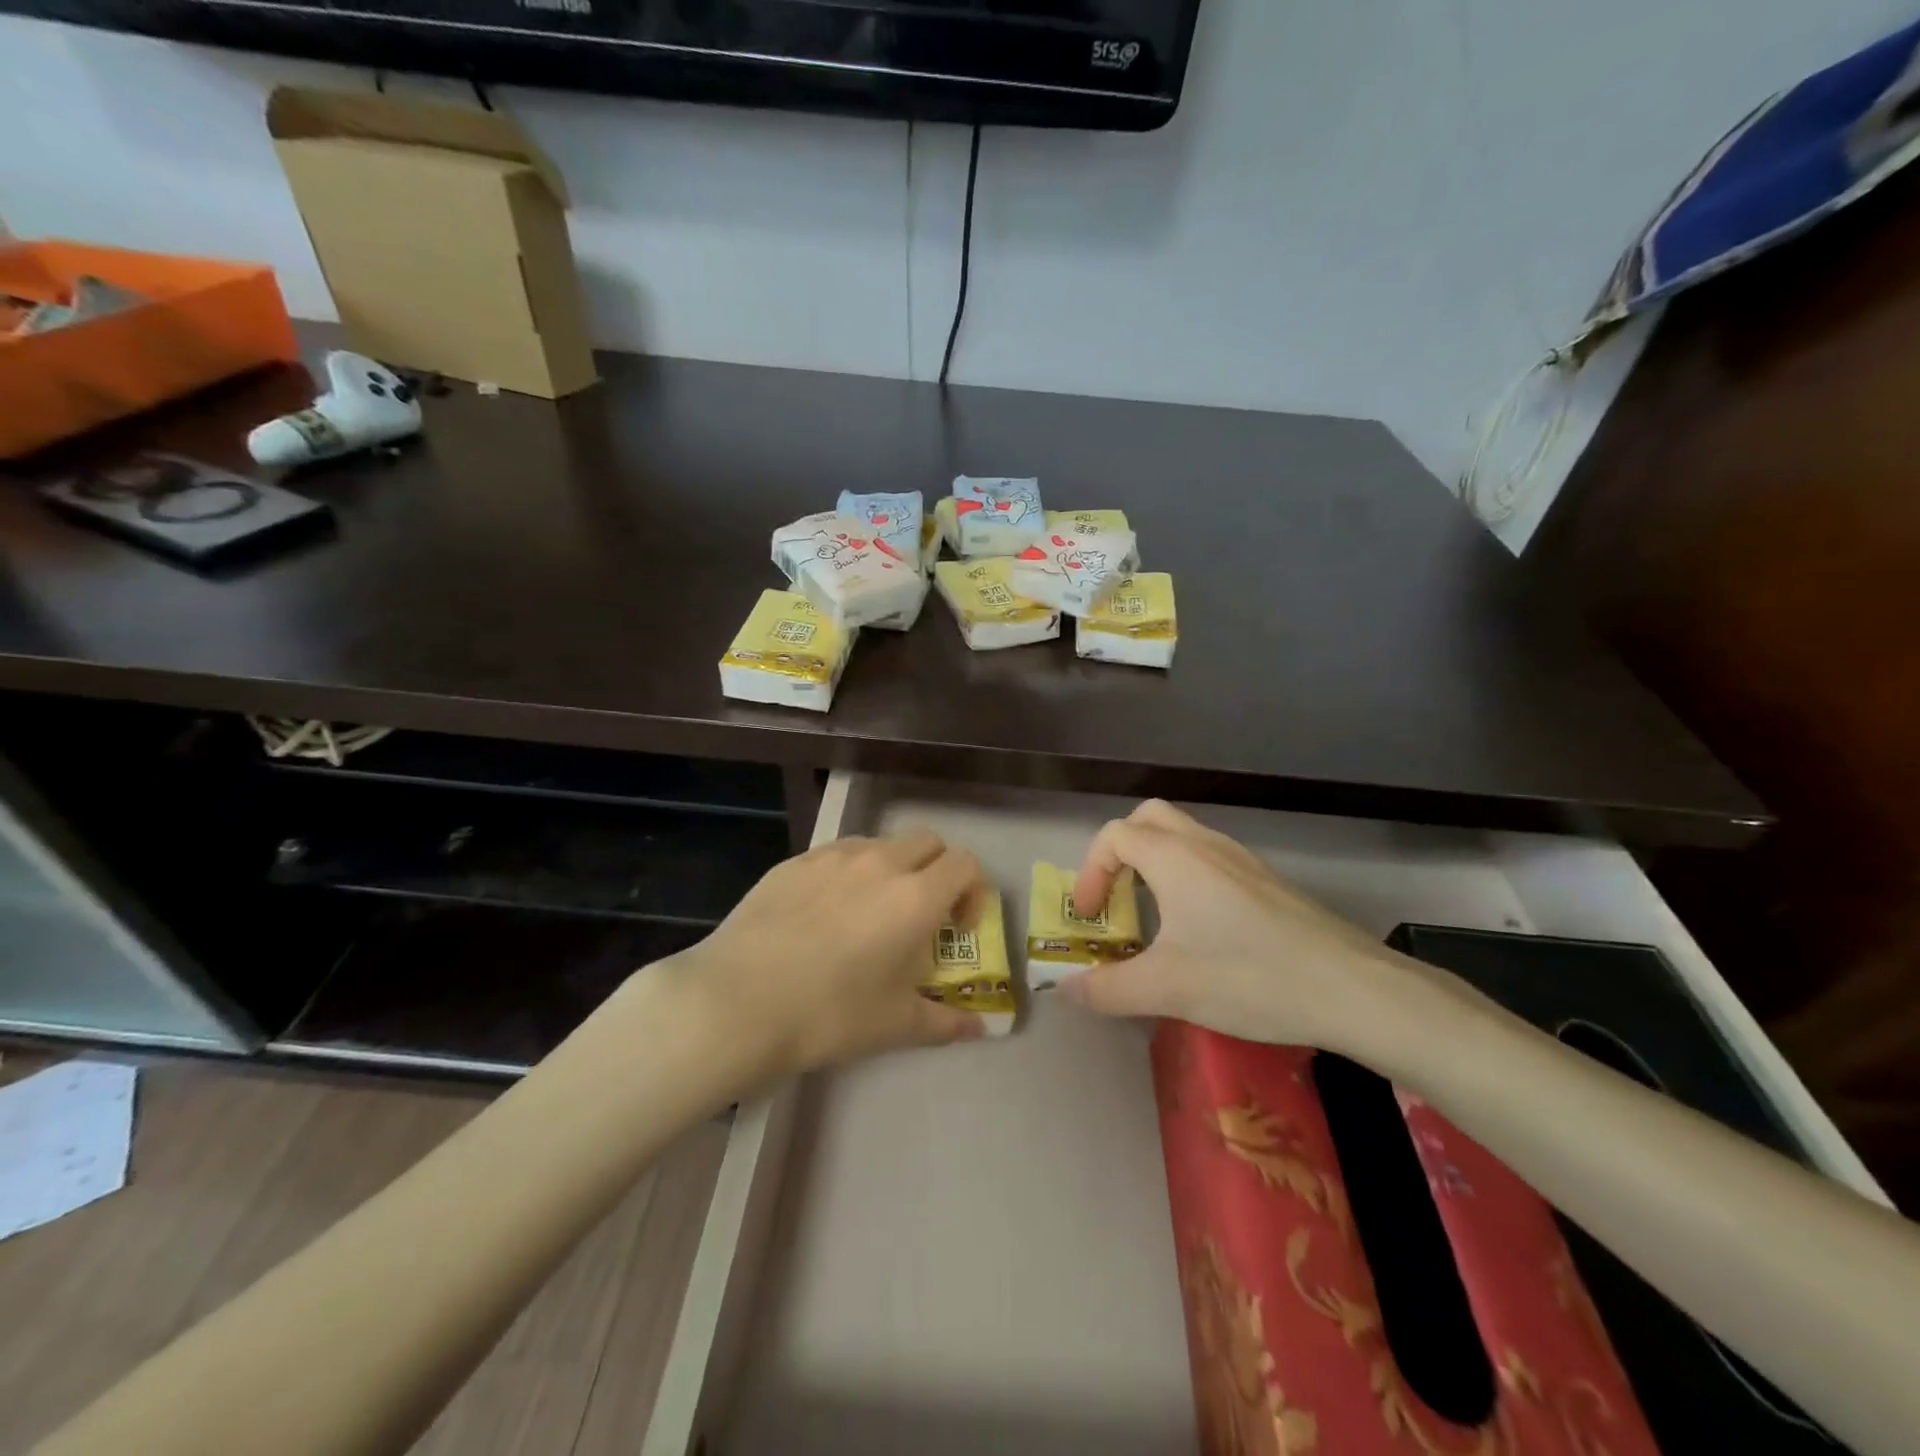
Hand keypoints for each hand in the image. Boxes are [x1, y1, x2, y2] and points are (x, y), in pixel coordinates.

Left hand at [666, 829, 987, 1075]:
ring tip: (869, 915)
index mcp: (915, 897)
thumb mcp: (895, 1025)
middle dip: (937, 871)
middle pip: (928, 842)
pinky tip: (822, 916)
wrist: (737, 1002)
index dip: (972, 891)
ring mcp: (833, 856)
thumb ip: (946, 1022)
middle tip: (921, 916)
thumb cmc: (829, 1014)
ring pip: (881, 844)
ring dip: (892, 869)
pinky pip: (837, 855)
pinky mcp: (794, 861)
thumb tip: (980, 1030)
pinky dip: (848, 874)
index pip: (965, 863)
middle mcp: (880, 862)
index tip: (957, 927)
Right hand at [1060, 800, 1440, 1055]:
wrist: (1352, 988)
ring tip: (1154, 917)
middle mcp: (1205, 844)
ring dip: (1154, 864)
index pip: (1114, 835)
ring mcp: (1241, 859)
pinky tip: (1200, 929)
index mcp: (1174, 858)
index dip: (1091, 871)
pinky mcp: (1266, 880)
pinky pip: (1209, 858)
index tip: (1093, 916)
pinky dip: (1186, 876)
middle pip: (1147, 819)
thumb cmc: (1249, 977)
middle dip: (1120, 853)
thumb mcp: (1167, 989)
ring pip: (1182, 836)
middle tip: (1119, 898)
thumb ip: (1108, 989)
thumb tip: (1066, 990)